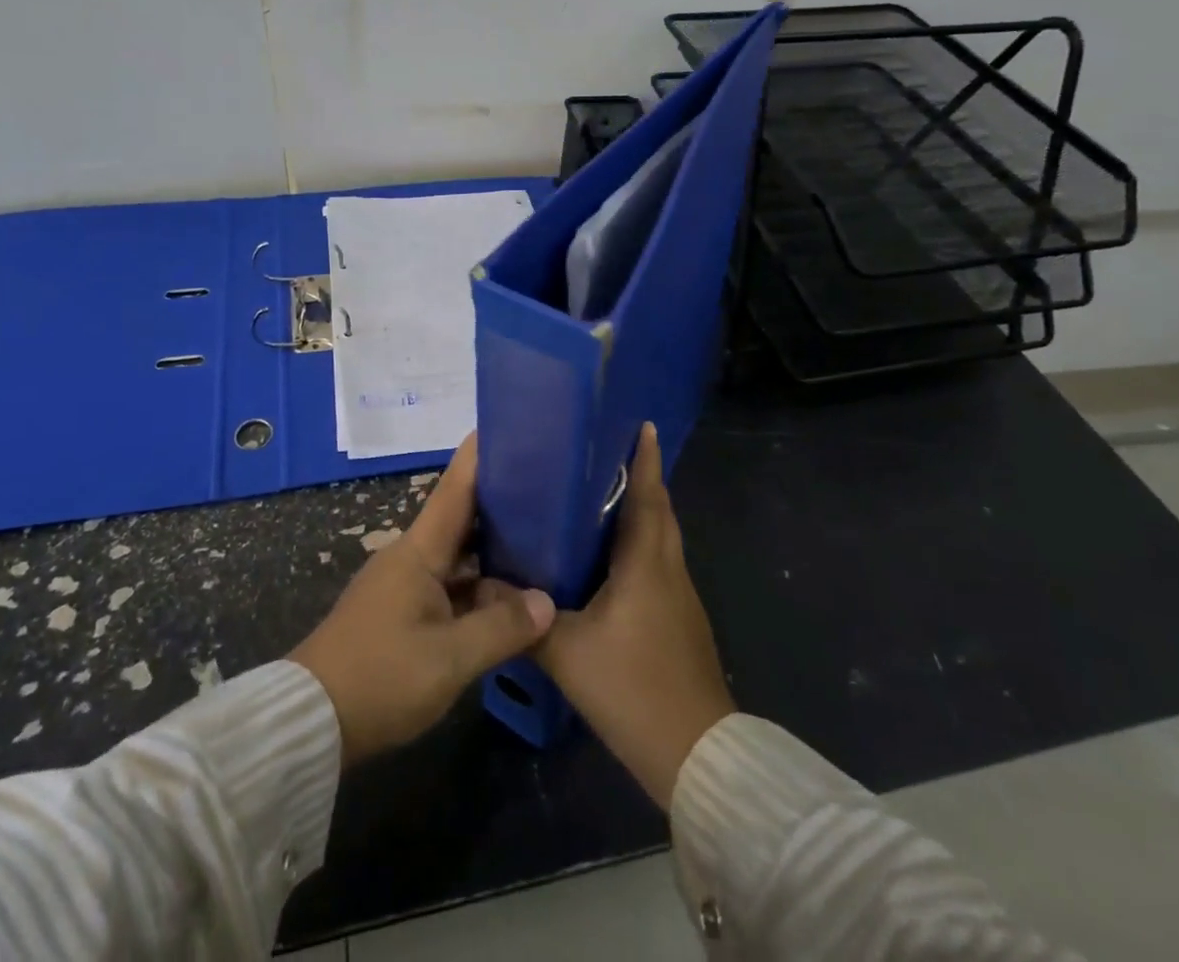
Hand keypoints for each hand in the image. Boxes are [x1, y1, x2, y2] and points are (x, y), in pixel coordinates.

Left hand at [291, 433, 556, 767]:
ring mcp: (404, 586)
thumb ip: (501, 628)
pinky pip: (450, 586)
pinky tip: (509, 598)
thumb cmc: (380, 677)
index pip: (456, 488)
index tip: (510, 426)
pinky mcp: (401, 614)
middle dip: (502, 502)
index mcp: (419, 551)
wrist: (310, 723)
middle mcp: (411, 557)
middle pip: (462, 519)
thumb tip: (546, 602)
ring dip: (494, 551)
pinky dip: (479, 586)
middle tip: (548, 489)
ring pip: (458, 557)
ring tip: (542, 540)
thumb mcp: (449, 658)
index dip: (481, 455)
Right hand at [535, 424, 734, 809]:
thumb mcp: (567, 652)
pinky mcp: (679, 619)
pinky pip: (658, 562)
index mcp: (647, 562)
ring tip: (601, 494)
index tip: (641, 423)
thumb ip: (524, 616)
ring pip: (661, 537)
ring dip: (641, 509)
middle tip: (605, 452)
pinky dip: (640, 543)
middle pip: (658, 510)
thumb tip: (483, 583)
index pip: (648, 495)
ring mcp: (679, 596)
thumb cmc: (632, 687)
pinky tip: (610, 556)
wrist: (695, 755)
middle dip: (640, 477)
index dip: (645, 458)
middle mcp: (668, 568)